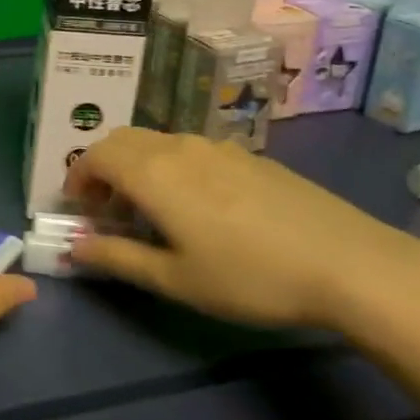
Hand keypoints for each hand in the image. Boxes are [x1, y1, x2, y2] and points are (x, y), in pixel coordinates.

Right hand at [64, 128, 419, 328]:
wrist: (346, 261)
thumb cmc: (249, 276)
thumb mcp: (176, 279)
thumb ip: (118, 257)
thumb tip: (73, 246)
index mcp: (153, 173)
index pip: (95, 155)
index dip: (77, 178)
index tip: (78, 209)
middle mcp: (178, 147)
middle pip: (122, 140)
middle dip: (102, 168)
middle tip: (107, 209)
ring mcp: (216, 146)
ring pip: (157, 142)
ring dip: (136, 165)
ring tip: (149, 209)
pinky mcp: (247, 154)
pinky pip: (190, 149)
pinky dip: (170, 165)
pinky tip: (198, 205)